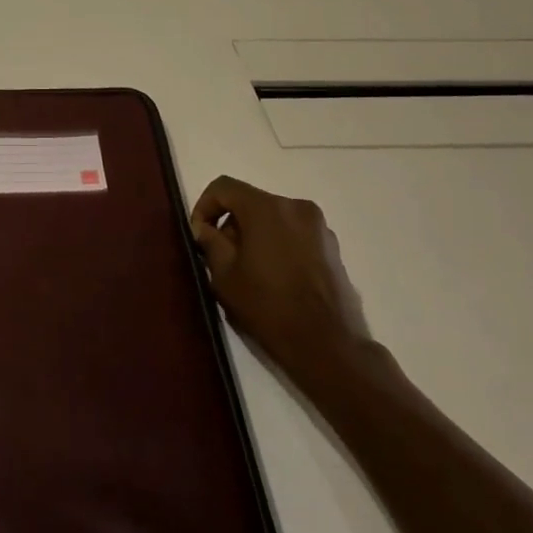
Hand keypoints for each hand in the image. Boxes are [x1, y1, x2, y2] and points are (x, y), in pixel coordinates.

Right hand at [190, 176, 367, 385]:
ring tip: (249, 270)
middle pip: (250, 202)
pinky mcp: (332, 247)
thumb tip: (205, 229)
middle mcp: (295, 207)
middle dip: (231, 224)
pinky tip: (274, 277)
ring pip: (273, 218)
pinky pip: (294, 233)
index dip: (205, 206)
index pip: (224, 187)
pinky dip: (278, 244)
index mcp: (266, 208)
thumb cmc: (269, 307)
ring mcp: (319, 227)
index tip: (200, 235)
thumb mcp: (225, 276)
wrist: (328, 345)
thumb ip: (211, 243)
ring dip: (255, 235)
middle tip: (222, 257)